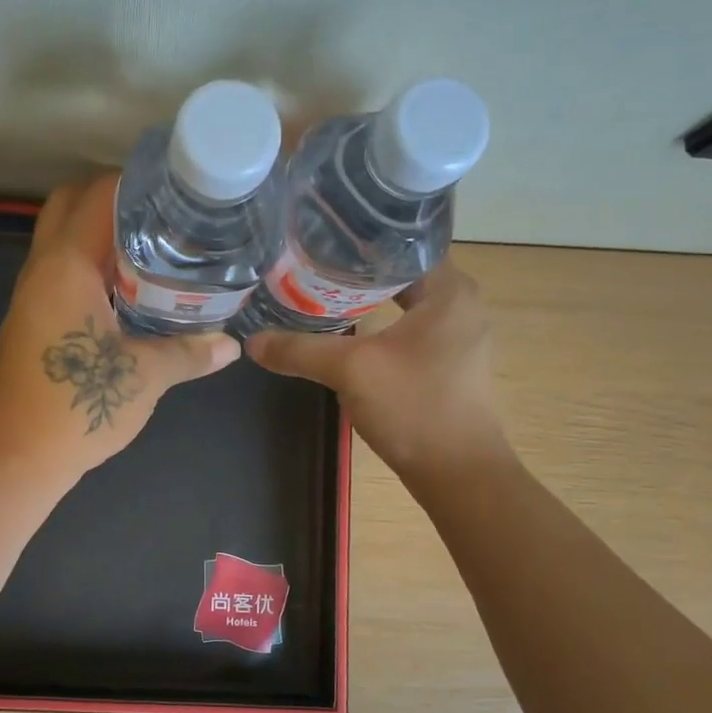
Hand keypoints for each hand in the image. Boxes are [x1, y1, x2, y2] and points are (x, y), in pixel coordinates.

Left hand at [0, 175, 240, 485]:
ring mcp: (31, 295)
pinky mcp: (32, 319)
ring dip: (99, 233)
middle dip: (111, 198)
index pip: (96, 196)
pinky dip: (90, 264)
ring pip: (61, 239)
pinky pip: (60, 271)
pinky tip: (127, 287)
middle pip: (68, 205)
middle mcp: (42, 269)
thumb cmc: (78, 406)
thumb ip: (189, 352)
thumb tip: (230, 344)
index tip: (175, 186)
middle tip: (161, 213)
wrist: (18, 455)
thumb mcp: (144, 377)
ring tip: (153, 243)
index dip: (135, 182)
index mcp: (67, 267)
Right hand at [245, 263, 511, 480]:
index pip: (402, 244)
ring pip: (402, 304)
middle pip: (398, 273)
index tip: (319, 238)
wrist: (457, 474)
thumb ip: (300, 350)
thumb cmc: (414, 408)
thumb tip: (252, 342)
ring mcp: (455, 336)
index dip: (359, 239)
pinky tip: (344, 333)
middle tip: (308, 265)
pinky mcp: (446, 364)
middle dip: (354, 271)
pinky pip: (406, 330)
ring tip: (318, 293)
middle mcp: (459, 305)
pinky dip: (376, 326)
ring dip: (364, 301)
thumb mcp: (351, 371)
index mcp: (449, 291)